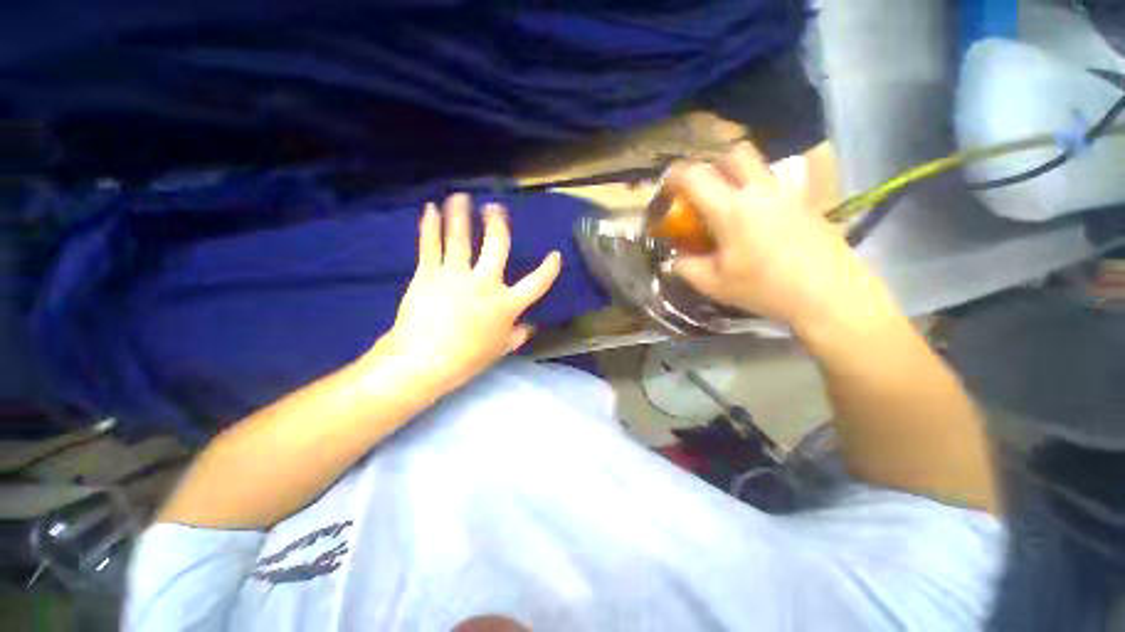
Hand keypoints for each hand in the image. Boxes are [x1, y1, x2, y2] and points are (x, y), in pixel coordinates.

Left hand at [372, 194, 559, 390]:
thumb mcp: (500, 350)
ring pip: (460, 237)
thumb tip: (530, 327)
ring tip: (460, 197)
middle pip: (496, 246)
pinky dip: (429, 225)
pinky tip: (430, 208)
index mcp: (507, 304)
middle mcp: (485, 283)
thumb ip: (518, 336)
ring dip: (461, 214)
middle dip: (497, 223)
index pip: (536, 283)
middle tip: (495, 207)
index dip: (549, 269)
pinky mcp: (428, 273)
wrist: (424, 361)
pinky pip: (430, 244)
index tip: (555, 255)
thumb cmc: (467, 359)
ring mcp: (456, 274)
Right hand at [669, 143, 890, 334]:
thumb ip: (686, 268)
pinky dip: (757, 191)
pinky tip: (757, 221)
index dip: (674, 176)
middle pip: (733, 154)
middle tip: (703, 192)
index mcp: (731, 209)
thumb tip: (672, 261)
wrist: (829, 295)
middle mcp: (759, 191)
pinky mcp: (805, 202)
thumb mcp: (713, 284)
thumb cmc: (764, 288)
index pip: (696, 176)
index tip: (666, 187)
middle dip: (712, 166)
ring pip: (758, 165)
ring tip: (729, 206)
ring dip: (736, 176)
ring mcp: (787, 193)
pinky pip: (774, 183)